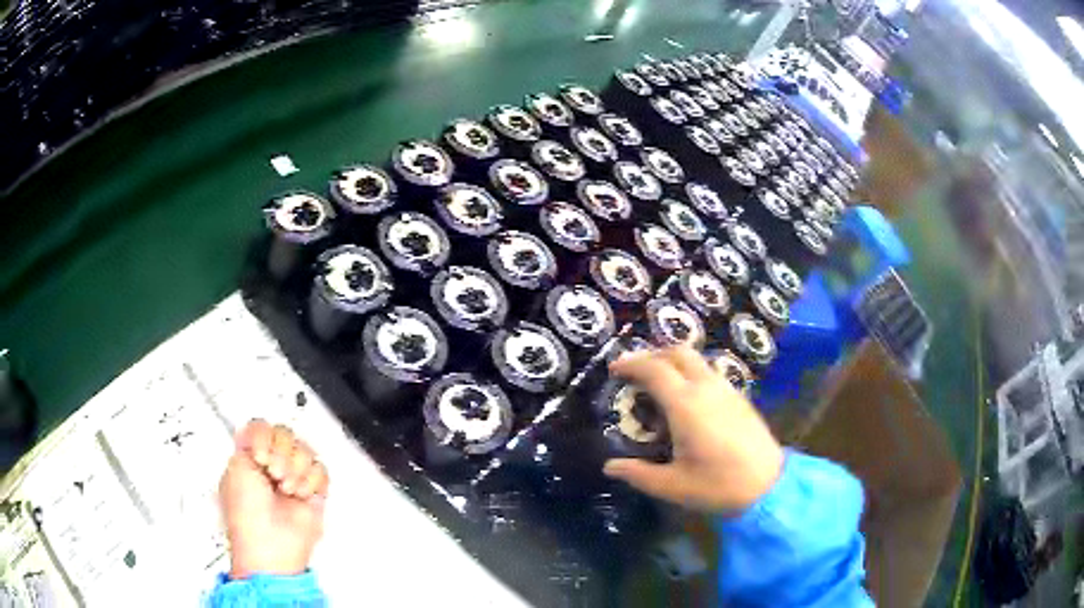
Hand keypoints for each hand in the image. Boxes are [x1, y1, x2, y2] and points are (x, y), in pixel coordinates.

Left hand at [219, 420, 328, 579]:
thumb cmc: (247, 515)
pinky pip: (321, 470)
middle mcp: (270, 467)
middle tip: (274, 473)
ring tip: (287, 487)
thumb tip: (255, 431)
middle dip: (282, 453)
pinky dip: (311, 481)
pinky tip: (300, 494)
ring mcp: (292, 479)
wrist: (271, 542)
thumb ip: (246, 439)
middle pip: (286, 434)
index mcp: (249, 459)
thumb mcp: (235, 466)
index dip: (264, 436)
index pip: (262, 427)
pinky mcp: (312, 493)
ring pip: (305, 450)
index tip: (259, 454)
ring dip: (296, 468)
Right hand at [603, 346, 783, 511]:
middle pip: (678, 352)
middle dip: (653, 354)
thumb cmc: (718, 485)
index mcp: (686, 405)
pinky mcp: (740, 398)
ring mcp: (727, 390)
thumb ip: (638, 474)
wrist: (768, 485)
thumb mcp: (672, 485)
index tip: (614, 369)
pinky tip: (687, 399)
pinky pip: (710, 372)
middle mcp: (706, 388)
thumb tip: (610, 467)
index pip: (654, 369)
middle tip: (635, 371)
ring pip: (696, 360)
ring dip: (673, 362)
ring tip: (658, 383)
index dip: (631, 363)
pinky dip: (691, 373)